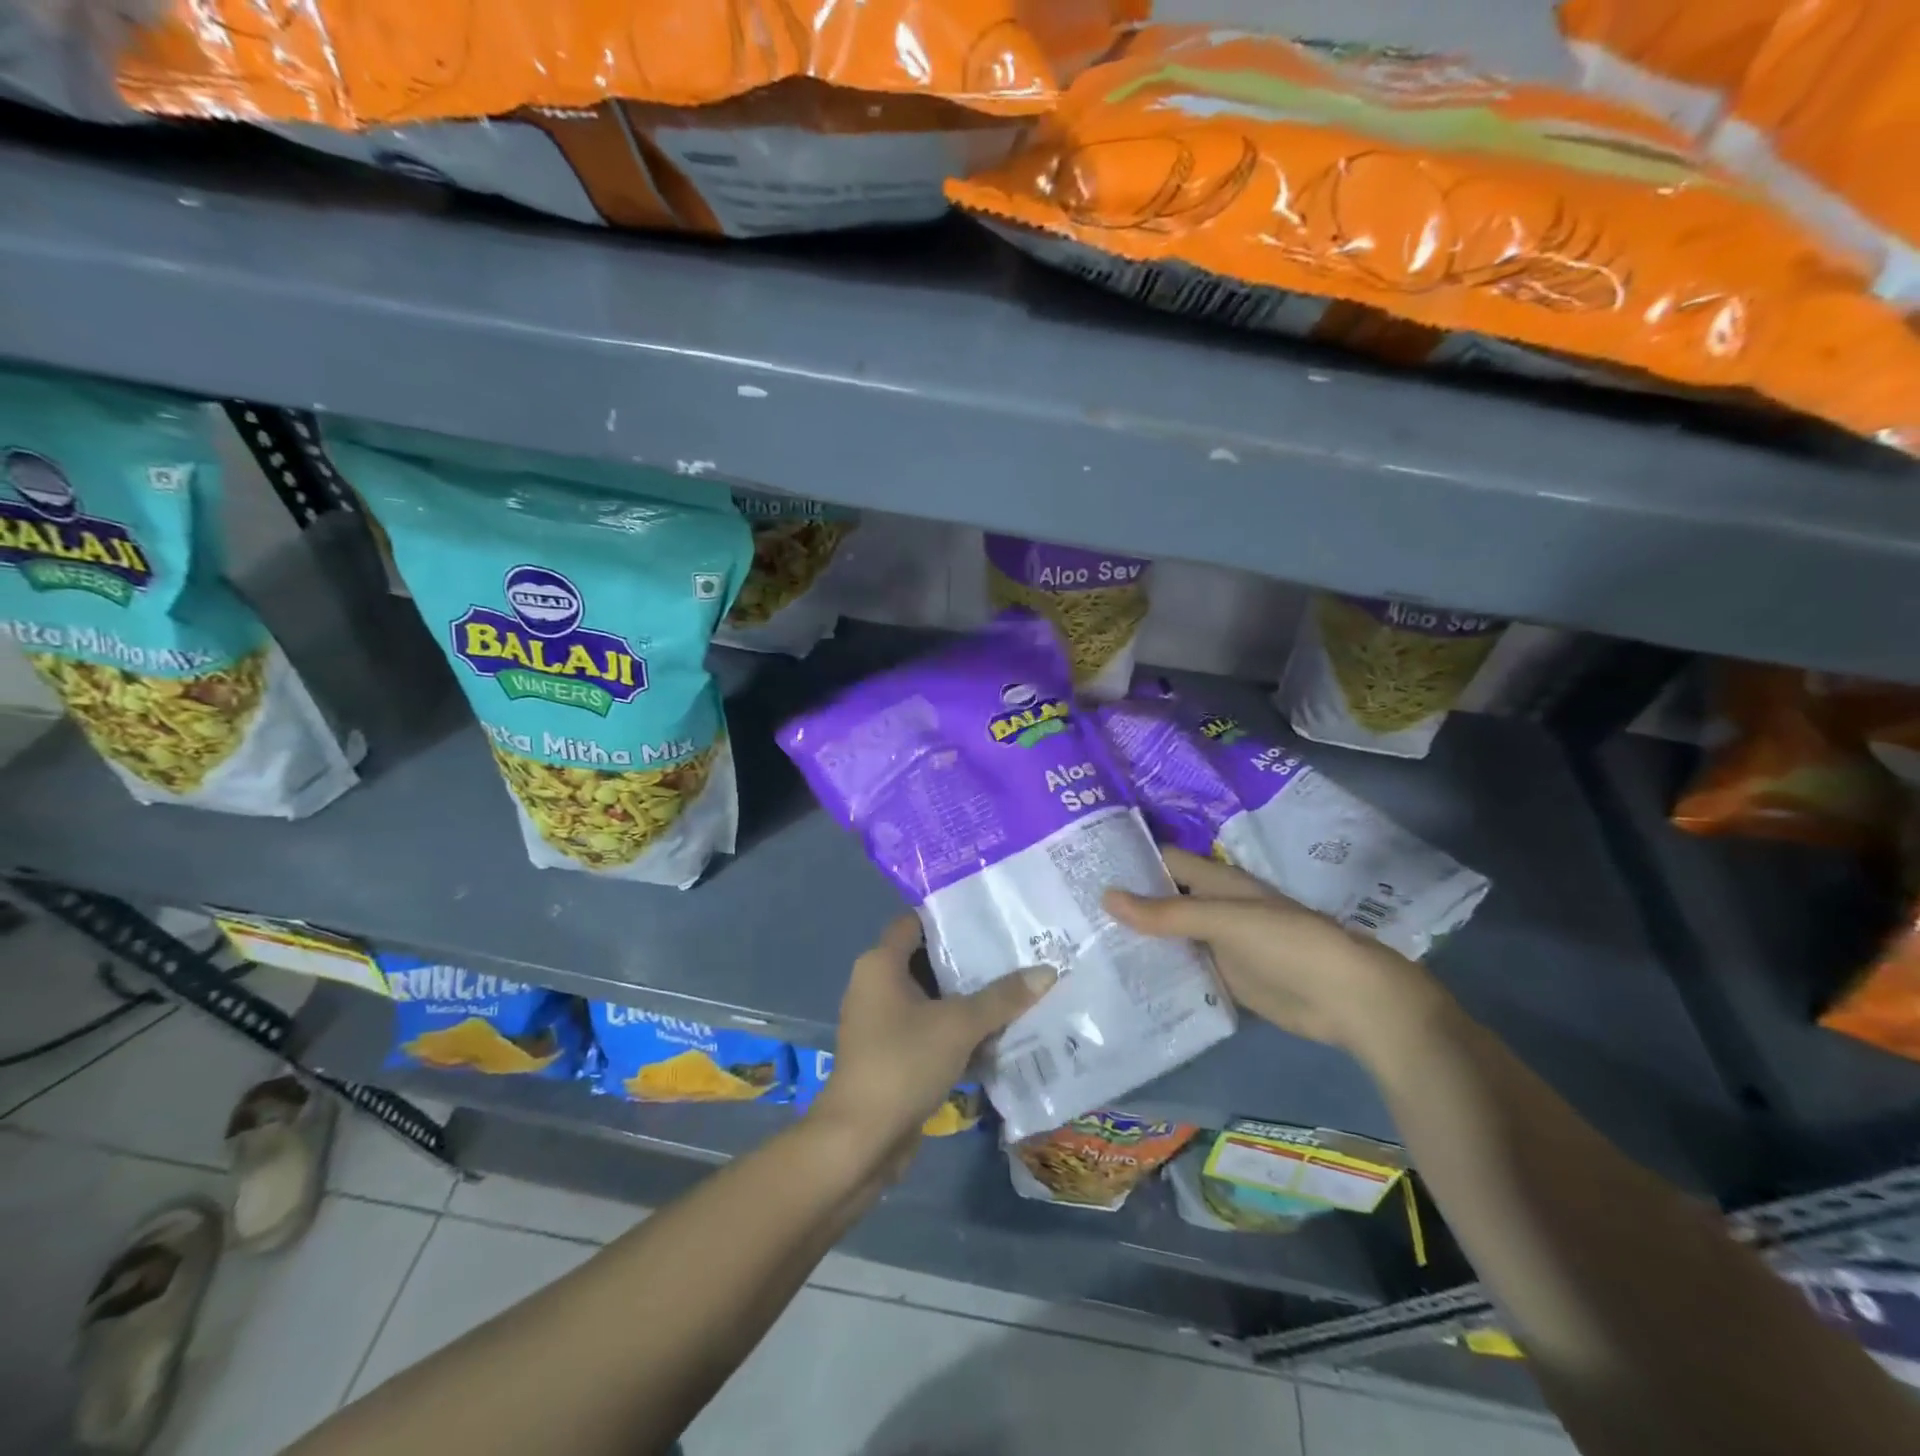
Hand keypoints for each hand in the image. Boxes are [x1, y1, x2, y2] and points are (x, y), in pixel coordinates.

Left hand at [812, 915, 1054, 1159]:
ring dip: (969, 999)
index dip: (950, 915)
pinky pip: (931, 1030)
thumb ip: (1003, 997)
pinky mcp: (893, 1055)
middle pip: (928, 960)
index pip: (915, 921)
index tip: (991, 915)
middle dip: (970, 959)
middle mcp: (877, 986)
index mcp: (880, 964)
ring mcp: (883, 1023)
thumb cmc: (903, 1063)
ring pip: (933, 999)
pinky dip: (959, 1031)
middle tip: (1016, 952)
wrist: (860, 1141)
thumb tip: (1047, 970)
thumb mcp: (959, 1025)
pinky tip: (1000, 1035)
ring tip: (1018, 989)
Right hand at [1104, 847, 1443, 1055]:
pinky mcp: (1224, 980)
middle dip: (1125, 902)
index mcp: (1217, 881)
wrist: (1346, 999)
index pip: (1164, 860)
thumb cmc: (1288, 943)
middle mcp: (1213, 908)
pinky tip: (1123, 980)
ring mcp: (1218, 945)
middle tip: (1072, 911)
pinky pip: (1182, 970)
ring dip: (1137, 940)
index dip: (1129, 859)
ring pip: (1169, 936)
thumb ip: (1168, 912)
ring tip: (1084, 945)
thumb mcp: (1225, 920)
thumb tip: (1105, 895)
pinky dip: (1157, 972)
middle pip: (1162, 899)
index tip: (1083, 864)